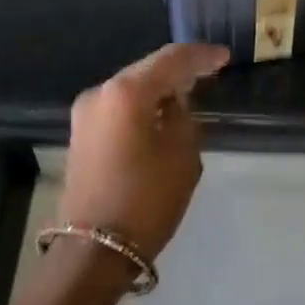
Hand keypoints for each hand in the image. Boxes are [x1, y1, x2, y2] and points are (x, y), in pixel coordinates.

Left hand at [59, 42, 228, 261]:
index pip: (171, 60)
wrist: (96, 247)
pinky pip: (118, 109)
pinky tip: (160, 116)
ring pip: (130, 90)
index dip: (201, 57)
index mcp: (126, 92)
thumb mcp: (182, 157)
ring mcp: (85, 114)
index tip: (224, 58)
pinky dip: (142, 108)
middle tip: (208, 73)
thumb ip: (184, 118)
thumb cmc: (147, 200)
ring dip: (158, 91)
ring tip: (188, 96)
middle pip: (145, 71)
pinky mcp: (80, 135)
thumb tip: (176, 104)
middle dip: (177, 72)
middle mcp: (99, 93)